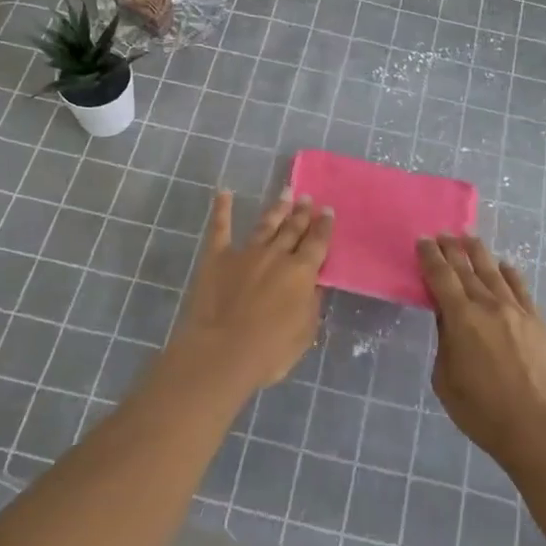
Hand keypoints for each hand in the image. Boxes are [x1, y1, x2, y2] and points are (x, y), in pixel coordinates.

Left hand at [164, 189, 333, 398]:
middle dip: (302, 212)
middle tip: (307, 197)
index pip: (318, 242)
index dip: (324, 226)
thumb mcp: (305, 332)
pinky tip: (223, 193)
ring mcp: (246, 252)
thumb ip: (311, 304)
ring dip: (277, 208)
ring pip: (266, 224)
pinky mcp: (217, 257)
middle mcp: (277, 255)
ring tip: (285, 192)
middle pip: (293, 229)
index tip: (328, 211)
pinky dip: (221, 209)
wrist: (222, 352)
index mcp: (302, 272)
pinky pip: (220, 228)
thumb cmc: (270, 350)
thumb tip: (314, 284)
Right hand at [419, 234, 545, 469]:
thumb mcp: (446, 381)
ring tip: (469, 239)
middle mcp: (489, 306)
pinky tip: (505, 266)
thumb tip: (449, 320)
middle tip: (443, 234)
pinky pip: (522, 289)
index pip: (441, 277)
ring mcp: (518, 312)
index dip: (430, 257)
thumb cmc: (484, 412)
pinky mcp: (540, 322)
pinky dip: (510, 273)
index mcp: (461, 319)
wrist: (540, 429)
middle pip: (467, 269)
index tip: (422, 241)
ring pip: (495, 273)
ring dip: (479, 253)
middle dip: (452, 249)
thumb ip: (445, 344)